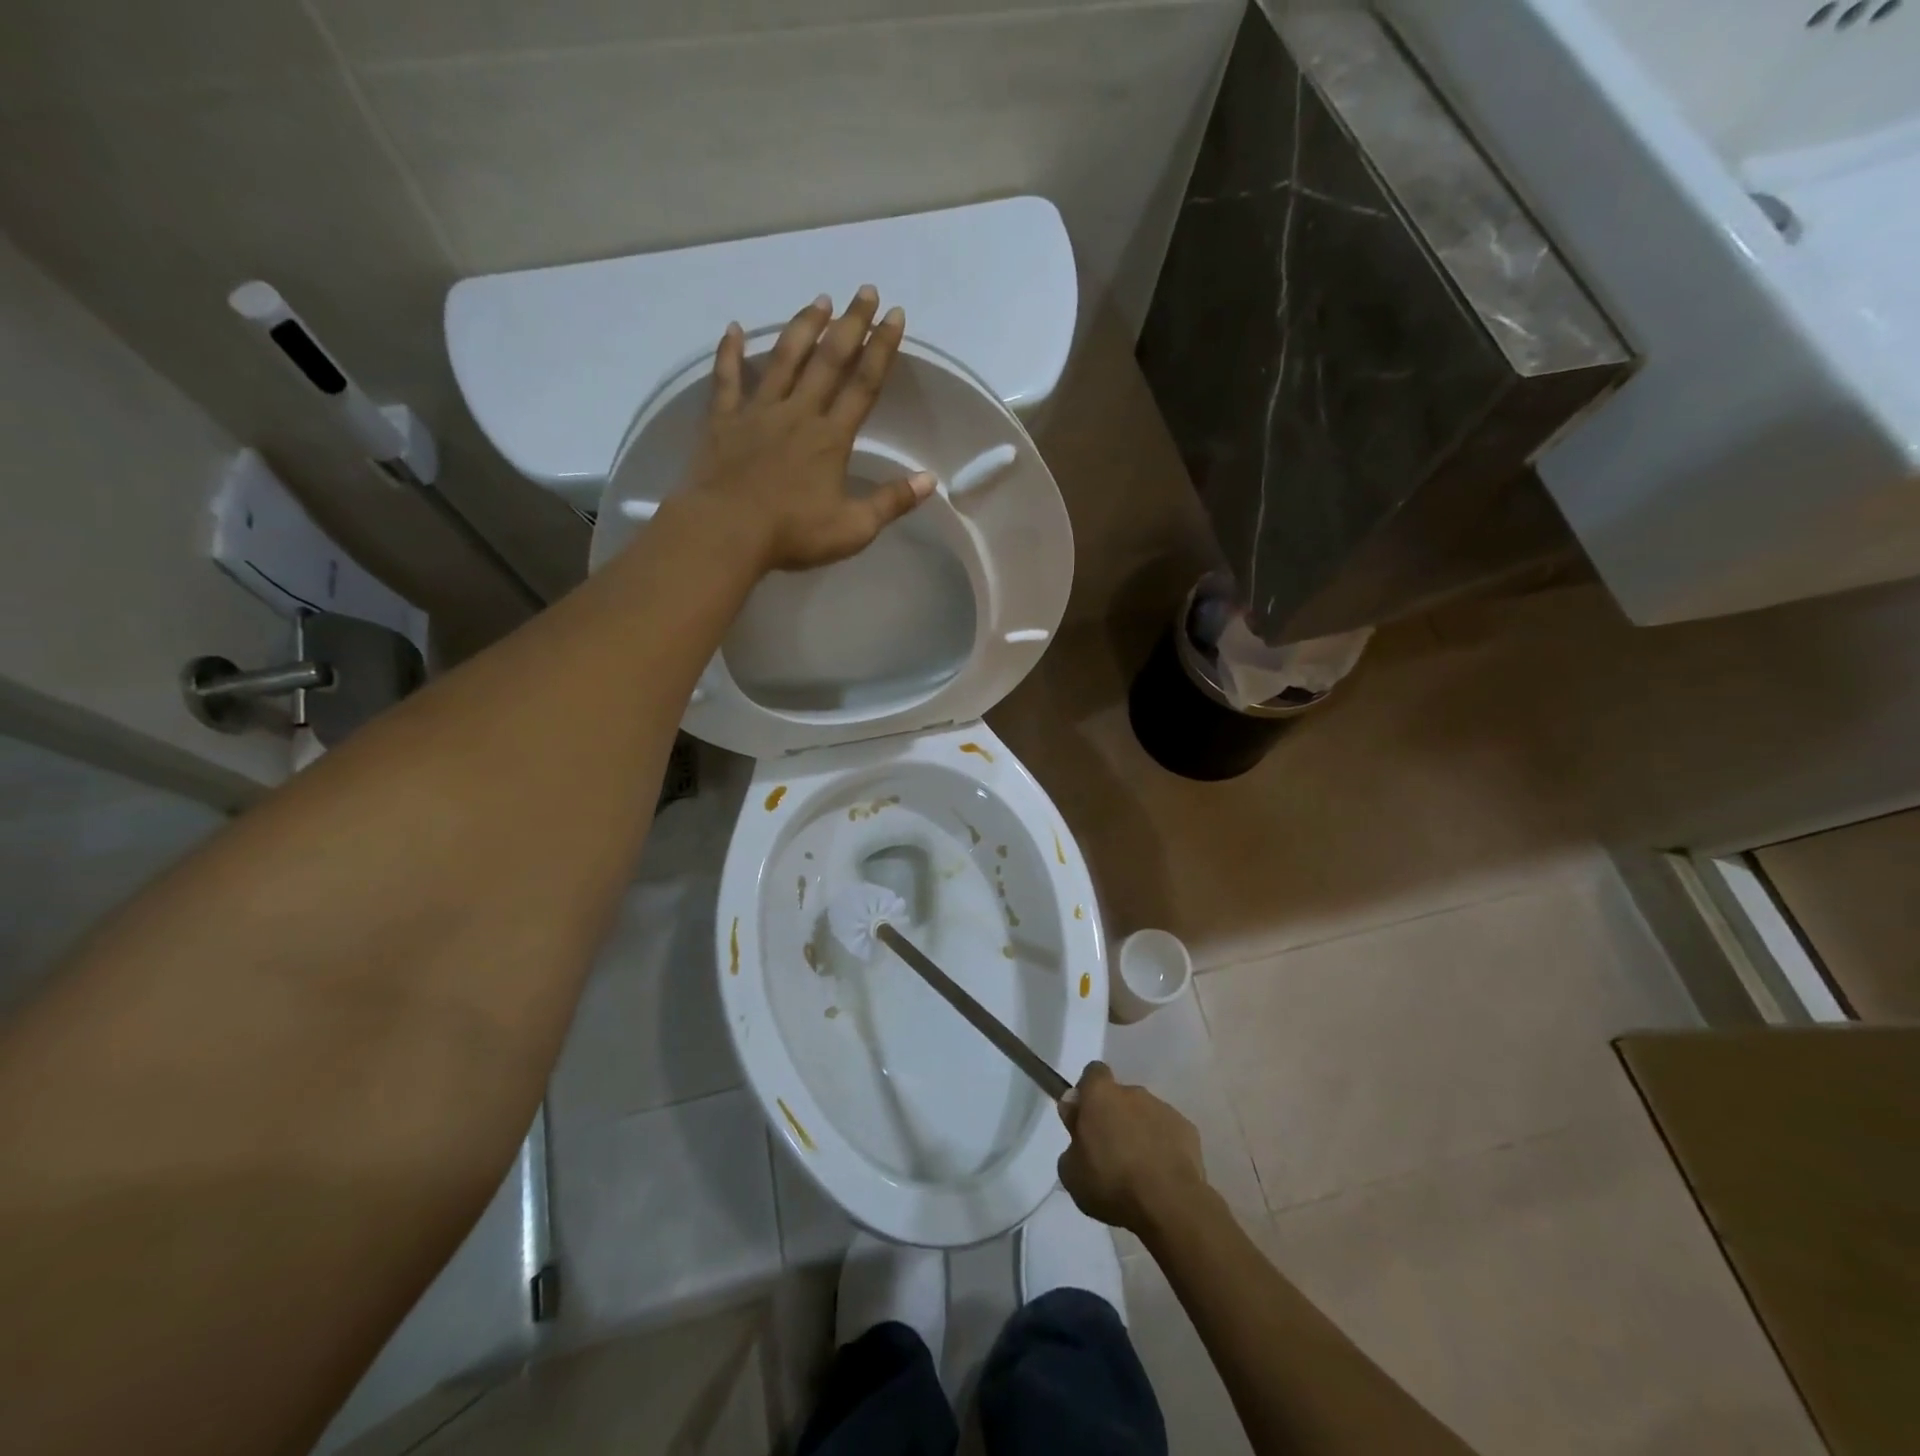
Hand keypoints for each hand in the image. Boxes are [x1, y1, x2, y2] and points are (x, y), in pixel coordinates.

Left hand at [685, 287, 933, 572]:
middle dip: (850, 324)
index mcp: (831, 438)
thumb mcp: (853, 528)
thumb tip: (929, 480)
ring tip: (819, 300)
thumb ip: (890, 502)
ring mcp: (758, 413)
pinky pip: (726, 380)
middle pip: (828, 361)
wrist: (726, 532)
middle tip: (865, 290)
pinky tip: (734, 328)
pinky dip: (729, 353)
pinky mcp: (723, 422)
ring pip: (784, 360)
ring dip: (803, 327)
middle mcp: (798, 414)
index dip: (882, 349)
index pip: (864, 385)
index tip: (895, 316)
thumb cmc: (793, 533)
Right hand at [1057, 1062, 1211, 1234]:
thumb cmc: (1111, 1182)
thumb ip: (1071, 1139)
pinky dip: (1163, 1147)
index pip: (1093, 1073)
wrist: (1169, 1203)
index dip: (1088, 1092)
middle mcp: (1133, 1092)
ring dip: (1139, 1133)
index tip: (1084, 1117)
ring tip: (1138, 1171)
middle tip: (1110, 1152)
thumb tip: (1075, 1118)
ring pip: (1145, 1116)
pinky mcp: (1188, 1130)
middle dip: (1115, 1118)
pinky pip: (1168, 1133)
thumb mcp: (1071, 1172)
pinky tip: (1160, 1176)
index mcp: (1101, 1094)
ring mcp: (1164, 1109)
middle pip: (1120, 1097)